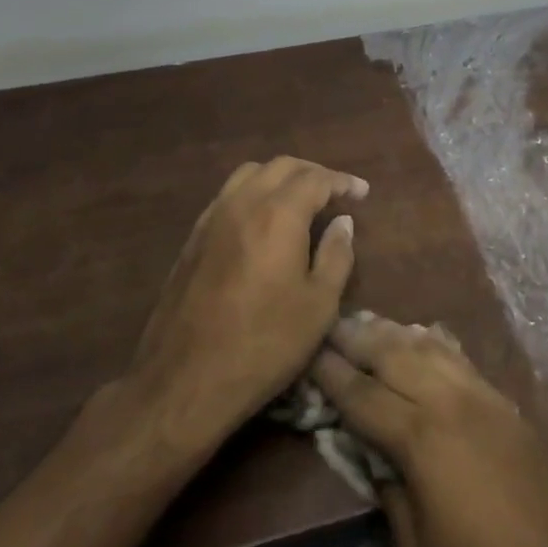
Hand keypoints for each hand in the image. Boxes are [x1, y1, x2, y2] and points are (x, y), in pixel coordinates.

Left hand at [130, 156, 367, 443]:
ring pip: (250, 174)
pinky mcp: (193, 237)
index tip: (361, 192)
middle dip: (313, 173)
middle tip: (335, 192)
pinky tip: (262, 220)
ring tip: (299, 199)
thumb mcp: (319, 306)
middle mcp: (243, 203)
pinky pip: (228, 195)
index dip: (342, 182)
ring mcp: (212, 217)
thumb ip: (336, 255)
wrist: (185, 379)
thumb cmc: (264, 344)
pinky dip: (254, 193)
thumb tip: (342, 221)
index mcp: (278, 214)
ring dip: (280, 177)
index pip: (316, 179)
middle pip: (281, 166)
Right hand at [308, 317, 547, 546]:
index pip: (361, 393)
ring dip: (393, 331)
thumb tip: (371, 456)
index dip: (329, 372)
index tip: (307, 351)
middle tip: (329, 326)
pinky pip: (459, 356)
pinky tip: (421, 336)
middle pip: (392, 353)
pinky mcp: (505, 402)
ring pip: (427, 345)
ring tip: (366, 322)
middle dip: (356, 337)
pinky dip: (432, 341)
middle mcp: (448, 400)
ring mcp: (482, 395)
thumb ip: (387, 493)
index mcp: (419, 438)